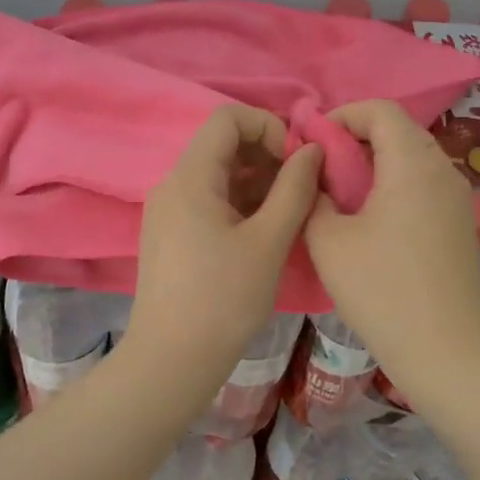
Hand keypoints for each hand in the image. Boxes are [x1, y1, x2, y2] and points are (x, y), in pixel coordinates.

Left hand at [124, 105, 322, 384]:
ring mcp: (167, 211)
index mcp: (190, 177)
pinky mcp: (170, 235)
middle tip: (299, 192)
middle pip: (222, 145)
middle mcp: (172, 184)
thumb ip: (294, 188)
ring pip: (217, 175)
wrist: (171, 361)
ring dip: (257, 183)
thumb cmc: (223, 299)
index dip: (268, 127)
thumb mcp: (269, 241)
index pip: (227, 118)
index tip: (294, 164)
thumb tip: (311, 150)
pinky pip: (208, 201)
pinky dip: (239, 205)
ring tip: (287, 216)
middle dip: (267, 157)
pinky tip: (263, 234)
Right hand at [303, 100, 479, 392]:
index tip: (314, 143)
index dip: (342, 115)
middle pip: (399, 131)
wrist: (444, 351)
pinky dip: (395, 185)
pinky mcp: (461, 224)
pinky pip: (424, 185)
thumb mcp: (328, 241)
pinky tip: (372, 220)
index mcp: (413, 164)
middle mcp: (443, 170)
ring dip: (376, 163)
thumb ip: (313, 196)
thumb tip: (315, 176)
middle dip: (357, 139)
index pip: (381, 110)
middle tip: (323, 169)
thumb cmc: (380, 290)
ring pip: (413, 159)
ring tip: (343, 195)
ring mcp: (458, 198)